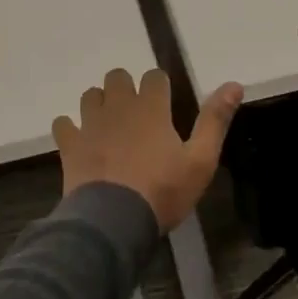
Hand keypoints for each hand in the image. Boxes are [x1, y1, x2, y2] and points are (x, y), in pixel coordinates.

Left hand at [53, 68, 243, 231]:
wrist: (114, 221)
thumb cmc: (163, 191)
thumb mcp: (201, 160)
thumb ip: (215, 120)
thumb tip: (234, 84)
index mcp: (151, 108)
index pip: (154, 76)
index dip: (160, 86)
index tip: (165, 104)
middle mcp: (119, 107)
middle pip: (117, 77)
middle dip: (126, 88)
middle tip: (136, 113)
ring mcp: (90, 124)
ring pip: (90, 95)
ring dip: (99, 104)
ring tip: (109, 125)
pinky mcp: (70, 145)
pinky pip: (63, 124)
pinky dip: (70, 128)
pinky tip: (79, 141)